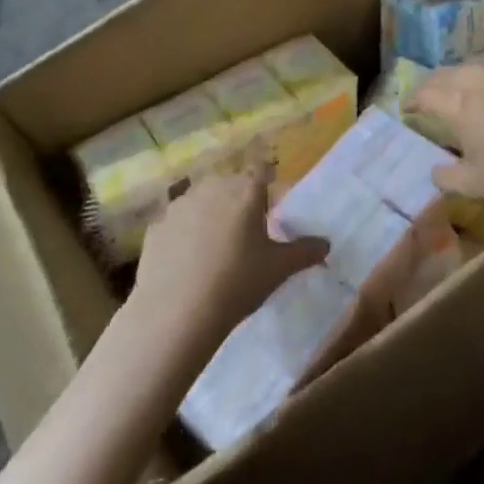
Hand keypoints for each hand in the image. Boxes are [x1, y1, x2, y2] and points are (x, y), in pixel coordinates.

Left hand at [132, 171, 328, 337]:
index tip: (272, 209)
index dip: (269, 186)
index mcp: (246, 190)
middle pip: (232, 184)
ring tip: (216, 249)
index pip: (263, 171)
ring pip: (202, 201)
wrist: (177, 312)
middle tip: (247, 234)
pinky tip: (188, 263)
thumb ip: (305, 251)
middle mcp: (213, 186)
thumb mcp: (279, 269)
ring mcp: (180, 204)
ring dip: (211, 215)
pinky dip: (185, 235)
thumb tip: (326, 244)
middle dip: (240, 201)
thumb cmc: (237, 282)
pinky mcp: (156, 225)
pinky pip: (178, 223)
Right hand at [406, 66, 483, 218]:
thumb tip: (436, 170)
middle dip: (433, 83)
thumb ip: (447, 176)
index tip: (407, 108)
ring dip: (460, 81)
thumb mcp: (474, 186)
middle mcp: (482, 85)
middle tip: (427, 95)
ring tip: (458, 95)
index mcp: (460, 105)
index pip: (427, 93)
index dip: (413, 100)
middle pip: (449, 74)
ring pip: (476, 72)